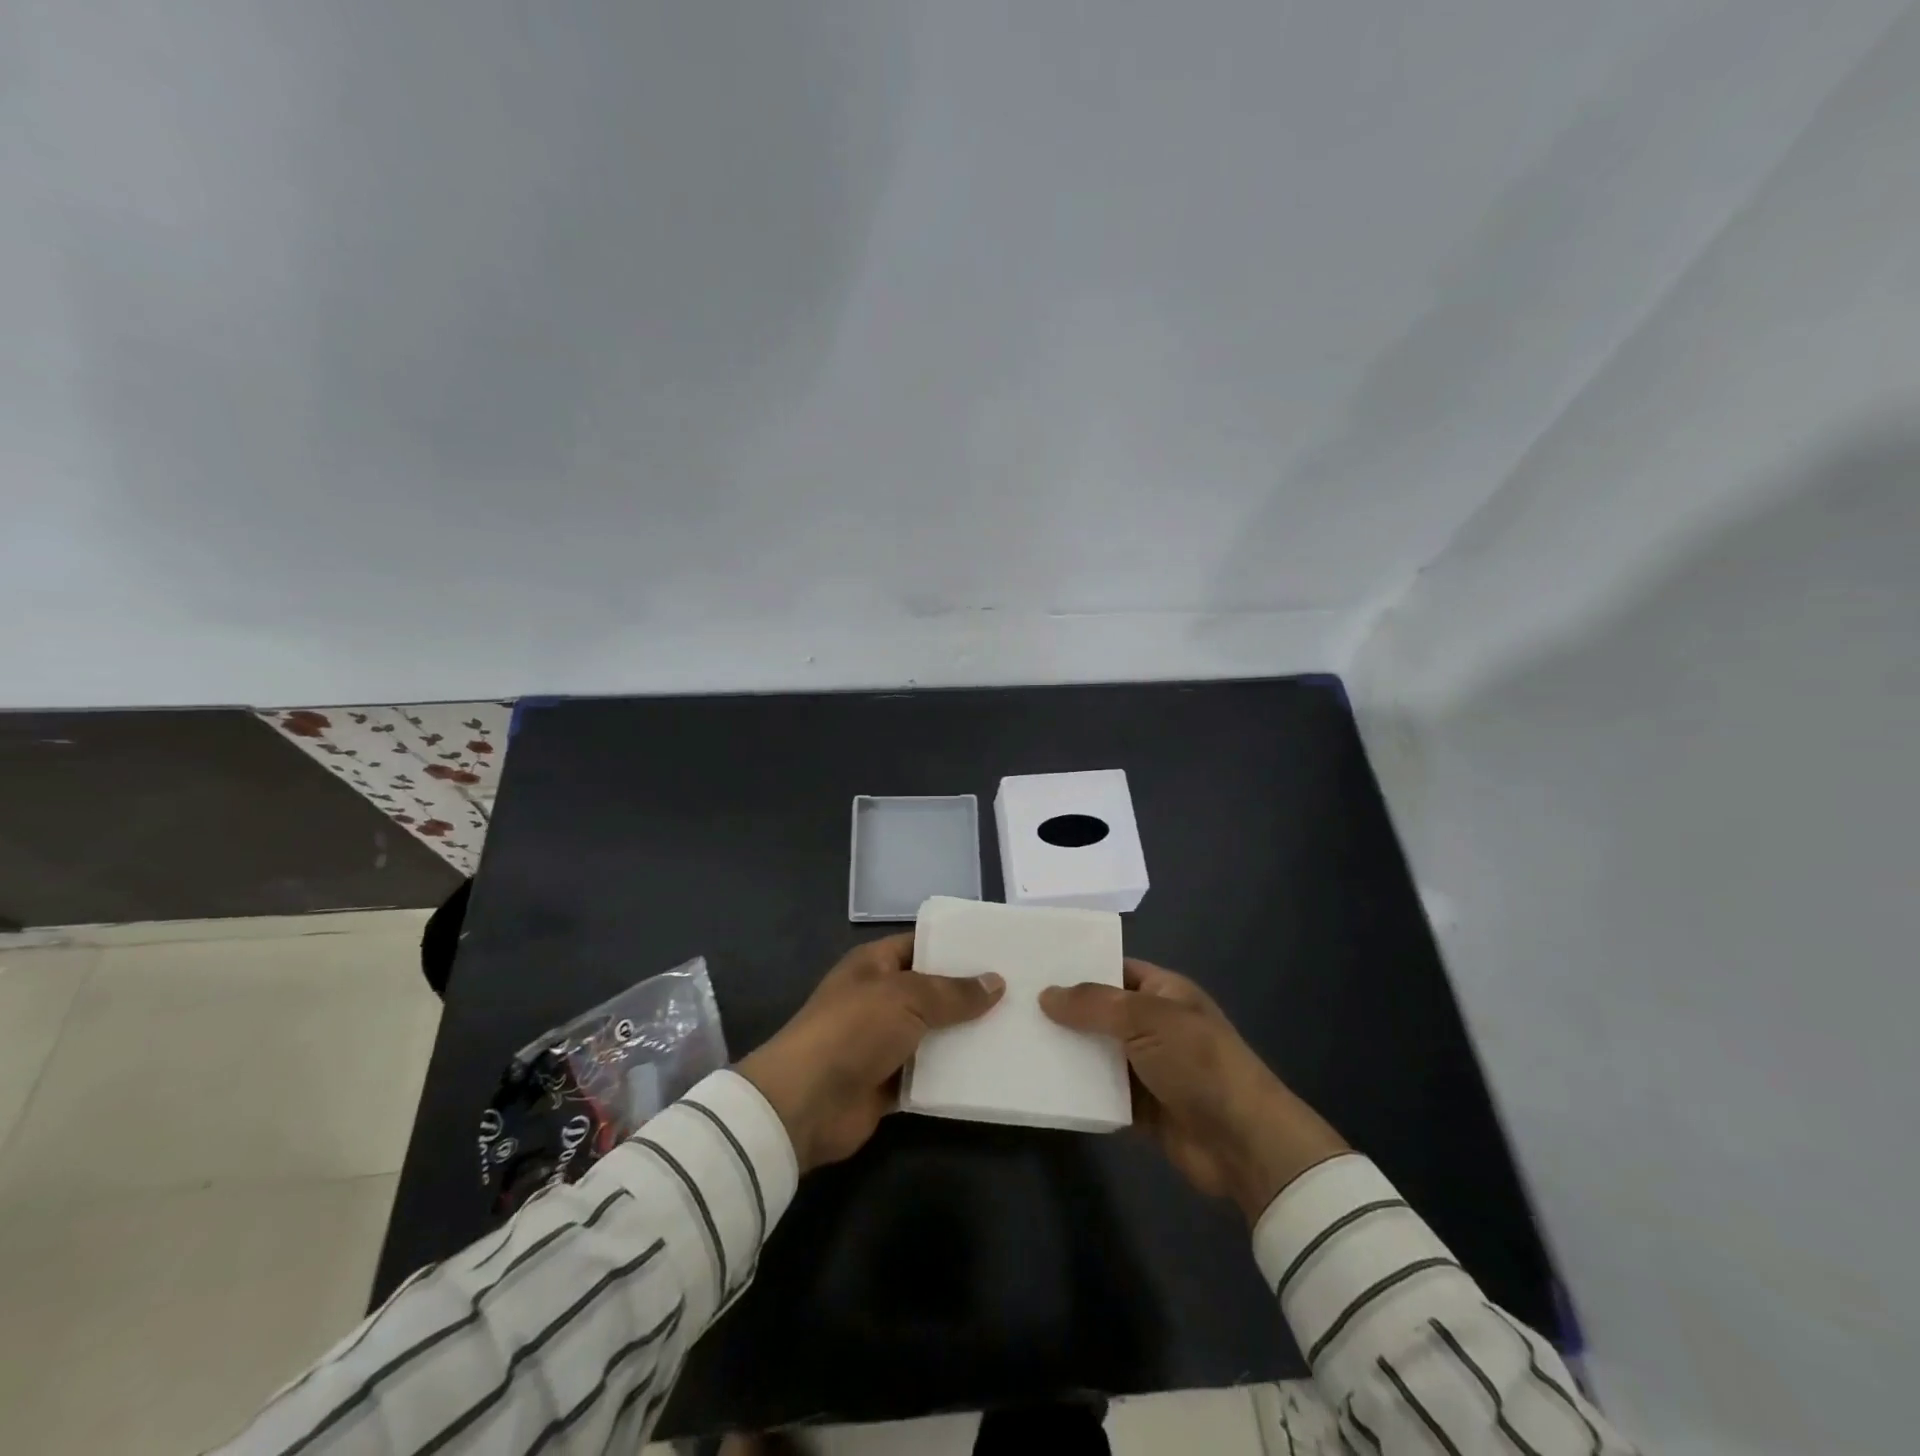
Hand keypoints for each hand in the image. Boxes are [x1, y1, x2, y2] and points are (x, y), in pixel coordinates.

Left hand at [738, 934, 1003, 1172]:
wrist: (806, 1103)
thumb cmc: (853, 1030)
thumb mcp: (906, 997)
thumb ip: (953, 992)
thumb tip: (996, 982)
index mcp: (875, 964)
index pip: (921, 944)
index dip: (957, 946)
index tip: (1000, 949)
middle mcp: (880, 999)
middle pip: (933, 991)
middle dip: (970, 994)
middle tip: (1022, 992)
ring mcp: (884, 1042)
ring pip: (935, 1034)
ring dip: (967, 1037)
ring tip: (1018, 1030)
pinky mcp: (889, 1083)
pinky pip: (930, 1074)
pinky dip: (954, 1075)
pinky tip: (993, 1072)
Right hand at [1040, 960, 1348, 1222]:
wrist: (1243, 1142)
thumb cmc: (1199, 1063)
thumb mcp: (1147, 1018)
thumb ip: (1094, 1004)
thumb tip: (1046, 994)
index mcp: (1163, 992)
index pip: (1115, 969)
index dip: (1079, 967)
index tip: (1034, 968)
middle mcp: (1153, 1025)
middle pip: (1100, 1012)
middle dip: (1064, 1011)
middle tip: (1012, 1005)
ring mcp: (1147, 1068)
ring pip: (1096, 1053)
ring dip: (1066, 1052)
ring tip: (1015, 1043)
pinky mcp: (1140, 1108)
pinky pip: (1100, 1092)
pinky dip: (1077, 1091)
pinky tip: (1038, 1084)